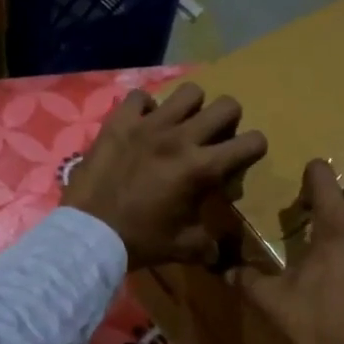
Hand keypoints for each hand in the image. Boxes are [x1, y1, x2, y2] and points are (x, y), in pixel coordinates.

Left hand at [63, 83, 267, 268]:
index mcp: (201, 168)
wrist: (89, 234)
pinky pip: (140, 97)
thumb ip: (208, 244)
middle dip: (229, 121)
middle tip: (215, 138)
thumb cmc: (140, 242)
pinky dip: (146, 108)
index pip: (251, 142)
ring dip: (192, 107)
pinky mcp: (120, 122)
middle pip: (227, 106)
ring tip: (181, 125)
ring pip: (189, 92)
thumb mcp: (183, 248)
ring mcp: (149, 125)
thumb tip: (218, 252)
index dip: (254, 148)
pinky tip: (143, 125)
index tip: (243, 158)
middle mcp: (181, 138)